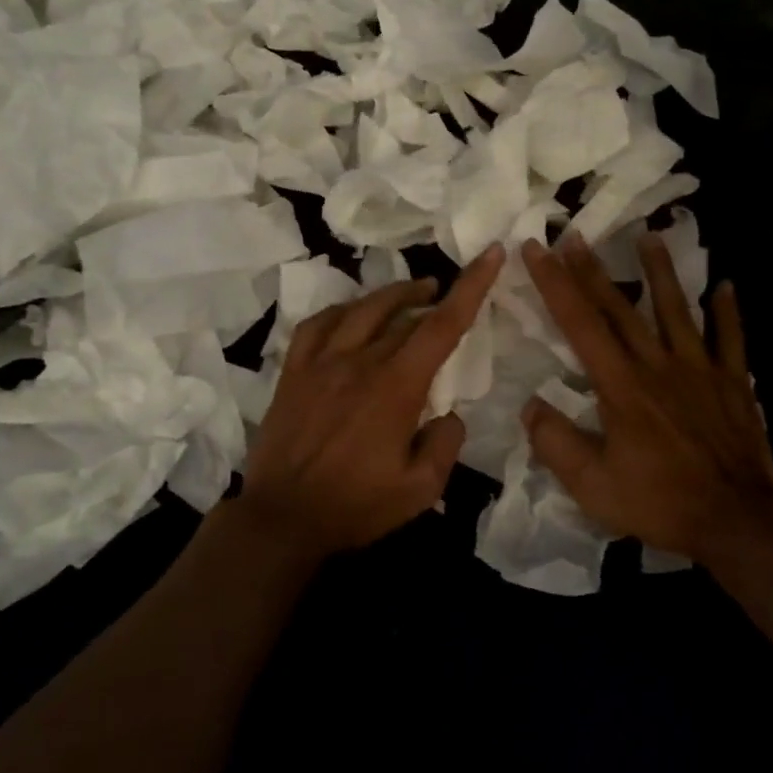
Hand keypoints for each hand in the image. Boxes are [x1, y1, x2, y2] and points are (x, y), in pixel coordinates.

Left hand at [236, 245, 504, 558]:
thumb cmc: (355, 507)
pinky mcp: (293, 372)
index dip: (471, 286)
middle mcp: (360, 362)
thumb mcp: (420, 490)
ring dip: (393, 295)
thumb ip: (445, 445)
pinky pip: (317, 324)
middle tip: (447, 294)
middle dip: (434, 297)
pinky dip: (342, 311)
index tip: (490, 254)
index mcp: (396, 387)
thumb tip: (449, 414)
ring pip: (362, 309)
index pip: (442, 326)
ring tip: (413, 292)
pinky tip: (352, 315)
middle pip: (405, 315)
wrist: (282, 519)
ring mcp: (321, 363)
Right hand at [521, 231, 772, 568]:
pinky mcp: (734, 384)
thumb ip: (556, 443)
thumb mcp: (592, 486)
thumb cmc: (659, 502)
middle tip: (575, 234)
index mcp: (621, 387)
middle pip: (622, 309)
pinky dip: (728, 312)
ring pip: (677, 311)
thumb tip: (530, 406)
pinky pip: (731, 340)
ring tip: (649, 237)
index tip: (536, 250)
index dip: (556, 284)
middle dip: (593, 270)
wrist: (736, 520)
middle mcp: (658, 366)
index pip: (581, 325)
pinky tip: (725, 285)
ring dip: (661, 272)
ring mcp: (701, 371)